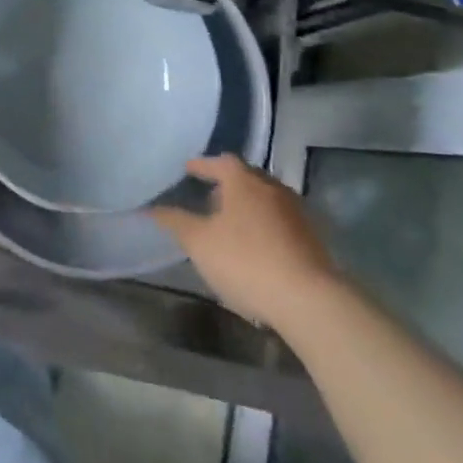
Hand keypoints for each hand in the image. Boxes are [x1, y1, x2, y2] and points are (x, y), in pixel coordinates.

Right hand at [150, 155, 339, 329]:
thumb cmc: (245, 261)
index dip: (202, 165)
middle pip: (245, 177)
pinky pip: (278, 221)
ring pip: (264, 200)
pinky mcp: (310, 239)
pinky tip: (252, 245)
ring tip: (227, 222)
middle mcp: (272, 188)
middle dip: (225, 185)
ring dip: (245, 206)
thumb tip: (151, 207)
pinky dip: (261, 225)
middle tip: (206, 196)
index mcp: (244, 181)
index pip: (220, 161)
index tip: (187, 170)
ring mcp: (296, 213)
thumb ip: (175, 221)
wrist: (309, 300)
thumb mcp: (199, 242)